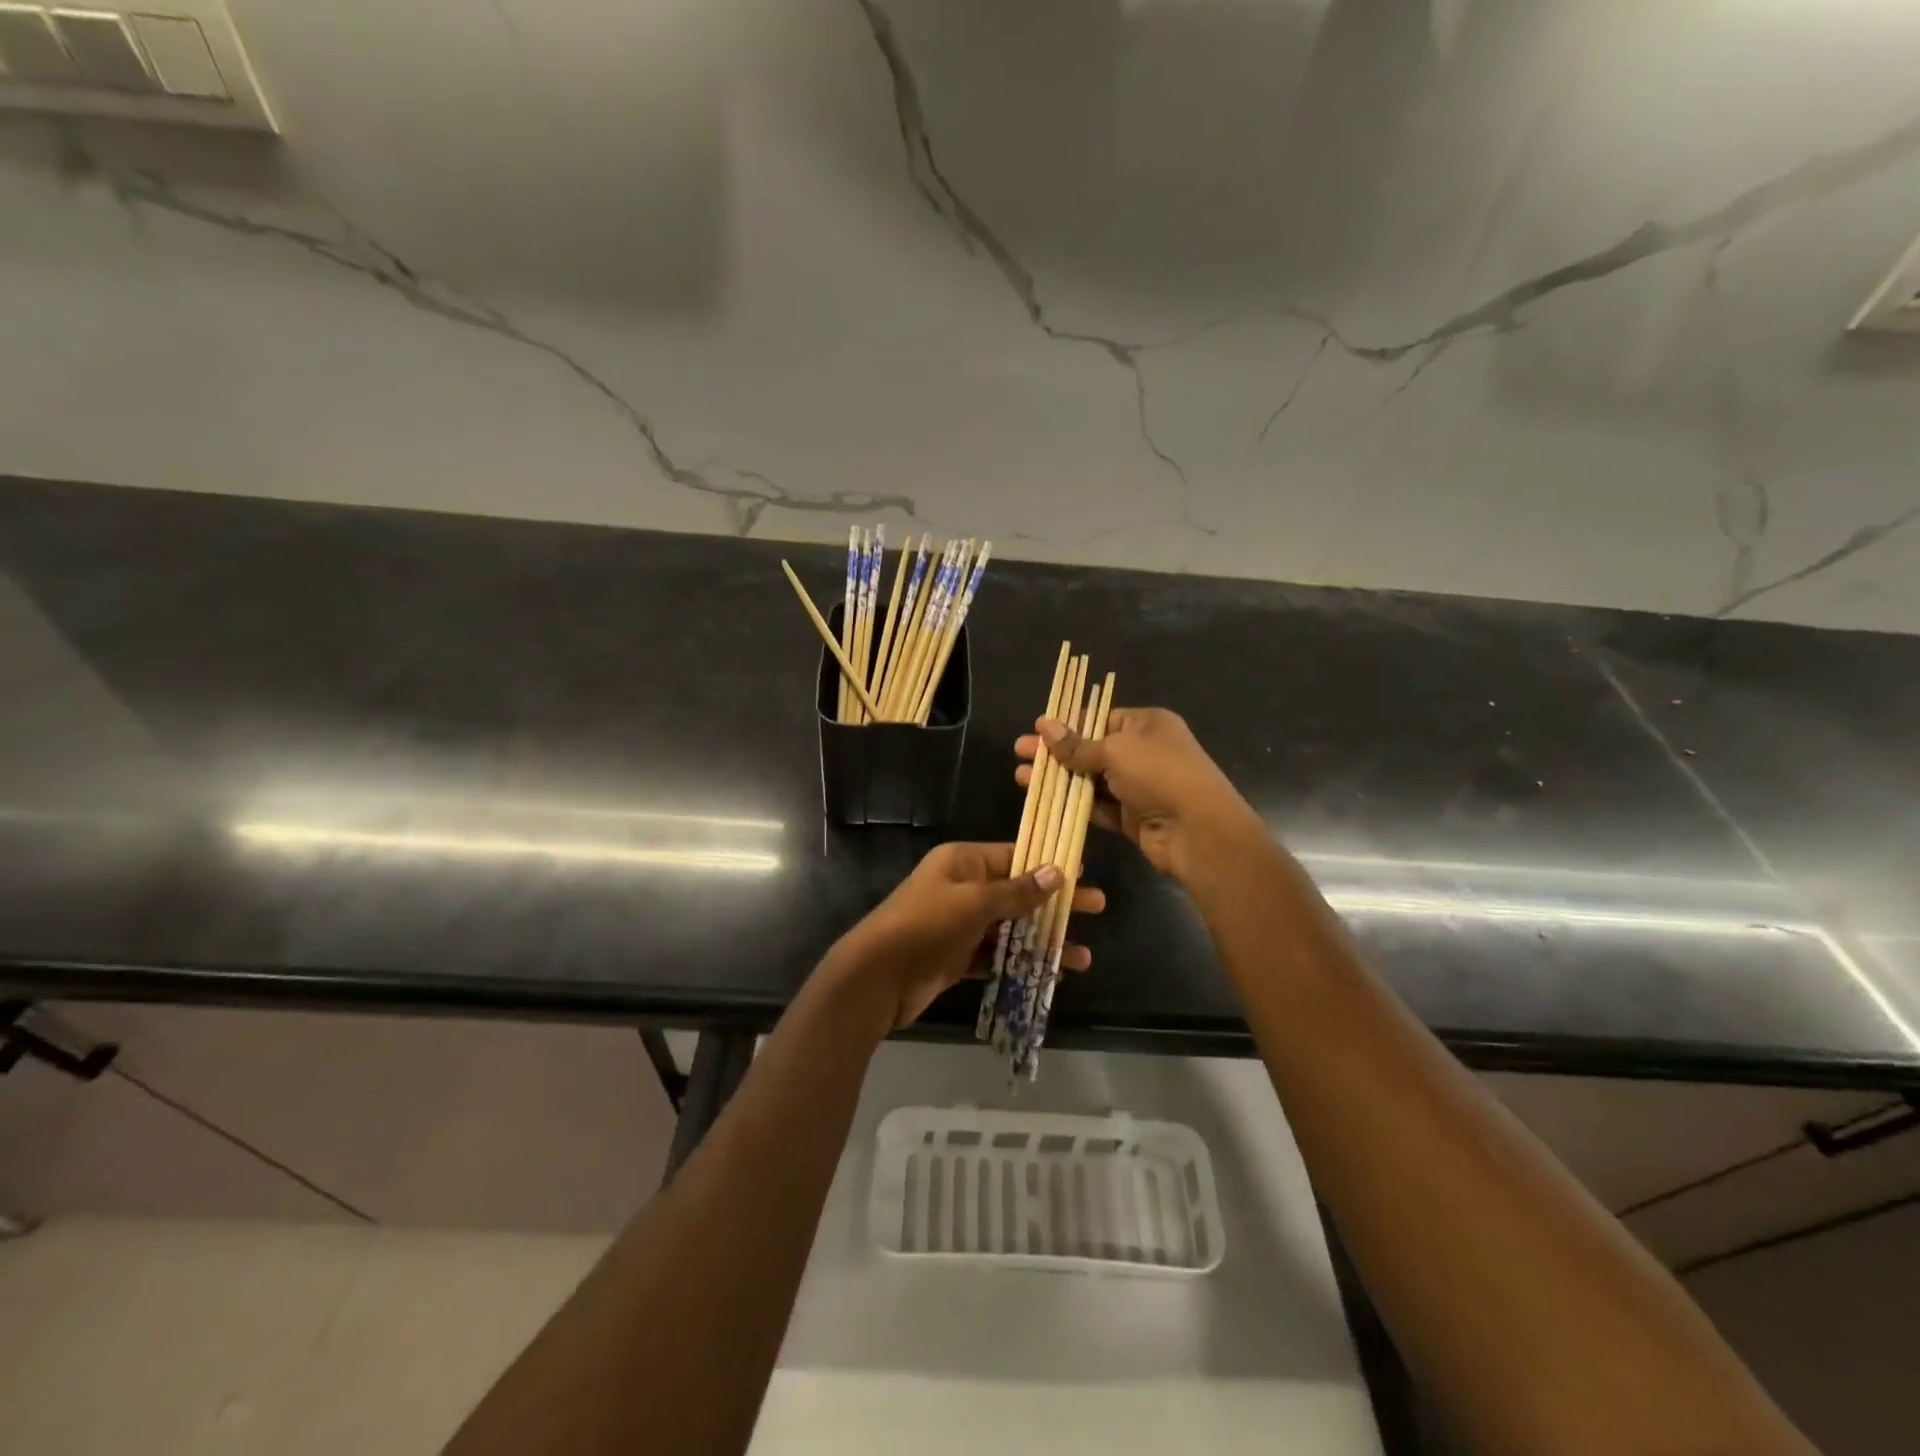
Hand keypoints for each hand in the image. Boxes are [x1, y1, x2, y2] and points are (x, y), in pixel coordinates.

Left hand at [828, 842, 1105, 1029]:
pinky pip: (998, 955)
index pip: (1013, 856)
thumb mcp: (973, 902)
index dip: (1048, 864)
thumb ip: (1016, 891)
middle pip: (1018, 892)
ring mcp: (960, 924)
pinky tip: (1051, 974)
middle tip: (1097, 908)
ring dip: (1044, 940)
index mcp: (962, 862)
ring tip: (1082, 957)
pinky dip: (1022, 962)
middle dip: (1056, 903)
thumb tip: (1057, 872)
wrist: (875, 978)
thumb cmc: (925, 927)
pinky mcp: (958, 957)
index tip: (1083, 872)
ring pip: (1012, 928)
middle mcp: (962, 887)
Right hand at [1015, 707, 1260, 883]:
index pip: (1100, 718)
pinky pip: (1097, 805)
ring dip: (1058, 779)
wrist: (1198, 832)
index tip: (1035, 730)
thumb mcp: (1116, 751)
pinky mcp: (1131, 816)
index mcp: (1147, 724)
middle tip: (1019, 753)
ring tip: (1021, 778)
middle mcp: (1143, 751)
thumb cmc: (1160, 775)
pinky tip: (1044, 800)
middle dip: (1055, 752)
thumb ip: (1077, 744)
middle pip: (1091, 748)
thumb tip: (1043, 725)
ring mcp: (1138, 786)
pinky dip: (1073, 803)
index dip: (1067, 724)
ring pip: (1090, 779)